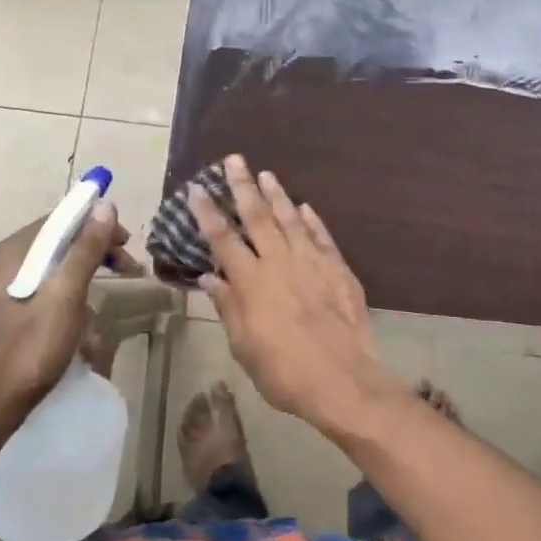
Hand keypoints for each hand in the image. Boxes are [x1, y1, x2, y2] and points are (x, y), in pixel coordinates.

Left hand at [0, 201, 139, 415]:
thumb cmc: (28, 348)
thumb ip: (85, 250)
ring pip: (60, 277)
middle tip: (131, 270)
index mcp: (16, 252)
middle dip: (98, 258)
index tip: (128, 242)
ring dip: (87, 295)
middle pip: (62, 245)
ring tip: (100, 328)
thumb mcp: (65, 296)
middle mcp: (9, 264)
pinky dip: (72, 315)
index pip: (62, 219)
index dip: (98, 224)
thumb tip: (105, 205)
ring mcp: (8, 292)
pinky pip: (51, 301)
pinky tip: (83, 345)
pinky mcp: (12, 317)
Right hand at [189, 155, 392, 431]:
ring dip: (277, 194)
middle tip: (235, 159)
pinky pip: (322, 237)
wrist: (343, 381)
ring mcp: (311, 262)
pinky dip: (312, 220)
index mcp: (251, 282)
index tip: (197, 188)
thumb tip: (208, 277)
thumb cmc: (284, 372)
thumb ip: (227, 307)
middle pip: (257, 216)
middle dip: (243, 186)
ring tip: (267, 174)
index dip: (208, 212)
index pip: (223, 238)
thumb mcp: (244, 346)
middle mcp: (279, 262)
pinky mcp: (338, 269)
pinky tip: (305, 207)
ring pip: (290, 219)